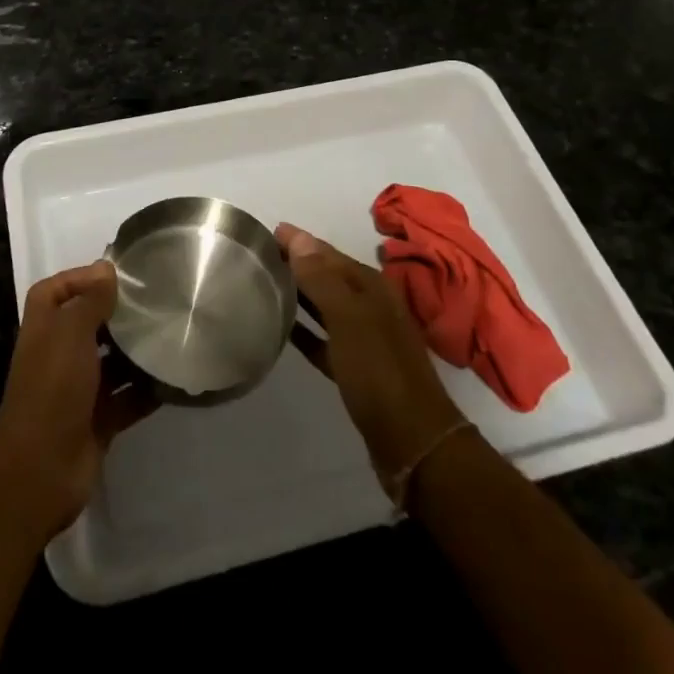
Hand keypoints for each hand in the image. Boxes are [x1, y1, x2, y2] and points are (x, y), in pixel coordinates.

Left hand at [0, 260, 156, 539]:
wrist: (41, 467)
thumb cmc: (53, 386)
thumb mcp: (71, 332)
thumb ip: (91, 300)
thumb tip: (106, 269)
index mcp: (45, 329)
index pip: (55, 291)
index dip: (78, 278)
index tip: (115, 273)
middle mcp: (59, 355)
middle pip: (88, 325)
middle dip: (117, 314)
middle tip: (156, 301)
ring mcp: (78, 390)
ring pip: (111, 362)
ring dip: (136, 352)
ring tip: (171, 333)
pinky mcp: (98, 421)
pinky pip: (127, 399)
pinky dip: (147, 390)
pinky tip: (174, 377)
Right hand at [277, 223, 466, 489]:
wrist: (412, 441)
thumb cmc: (379, 371)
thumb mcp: (349, 318)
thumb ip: (322, 279)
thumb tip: (298, 237)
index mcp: (371, 287)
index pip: (327, 253)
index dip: (300, 242)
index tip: (267, 232)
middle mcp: (370, 305)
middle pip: (328, 276)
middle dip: (298, 263)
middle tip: (260, 255)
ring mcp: (364, 338)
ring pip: (325, 306)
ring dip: (299, 293)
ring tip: (265, 285)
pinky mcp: (355, 368)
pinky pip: (324, 339)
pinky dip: (305, 330)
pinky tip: (282, 329)